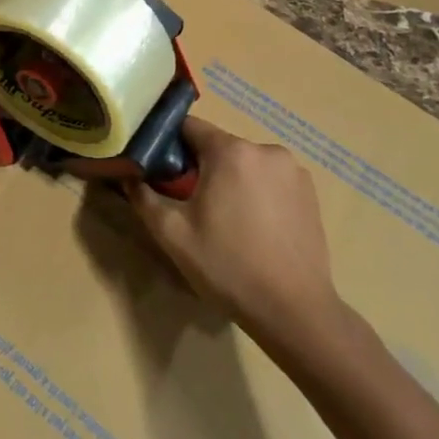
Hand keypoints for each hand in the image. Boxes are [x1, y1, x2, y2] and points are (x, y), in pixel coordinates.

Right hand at [129, 117, 340, 346]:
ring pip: (245, 163)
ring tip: (223, 219)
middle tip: (188, 202)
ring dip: (230, 179)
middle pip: (218, 146)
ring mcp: (293, 170)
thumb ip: (144, 196)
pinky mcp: (310, 192)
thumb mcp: (172, 234)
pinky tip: (252, 226)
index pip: (189, 127)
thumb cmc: (228, 266)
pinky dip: (256, 192)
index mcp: (231, 151)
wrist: (294, 312)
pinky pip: (269, 179)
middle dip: (200, 166)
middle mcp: (266, 150)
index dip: (168, 143)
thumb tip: (128, 174)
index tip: (158, 168)